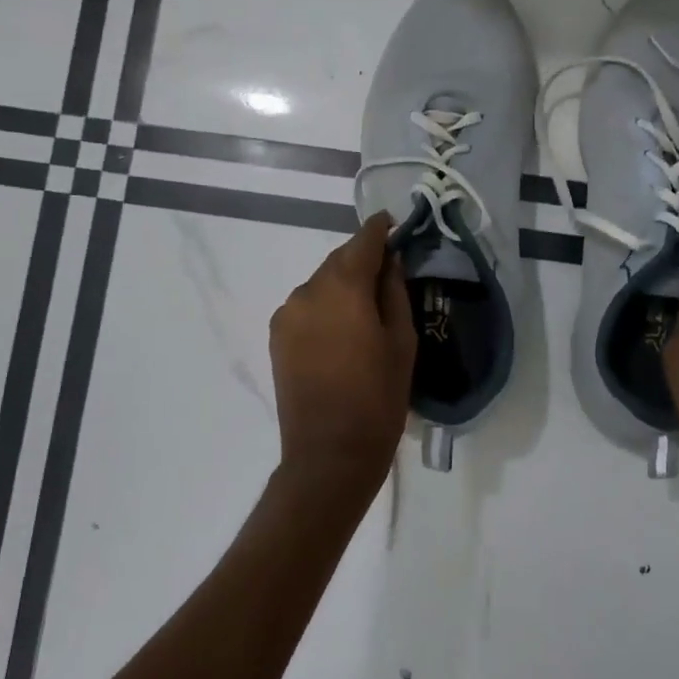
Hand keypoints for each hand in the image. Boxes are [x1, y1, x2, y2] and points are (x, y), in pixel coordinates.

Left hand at [268, 212, 416, 511]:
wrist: (329, 453)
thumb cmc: (378, 397)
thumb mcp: (402, 341)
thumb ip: (394, 292)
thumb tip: (390, 262)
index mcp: (344, 287)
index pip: (363, 241)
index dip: (380, 230)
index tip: (393, 225)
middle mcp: (309, 290)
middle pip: (339, 260)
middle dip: (362, 259)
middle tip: (387, 271)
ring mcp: (287, 313)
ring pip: (320, 282)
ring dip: (342, 284)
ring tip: (364, 308)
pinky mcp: (277, 335)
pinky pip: (306, 305)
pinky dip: (324, 304)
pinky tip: (340, 328)